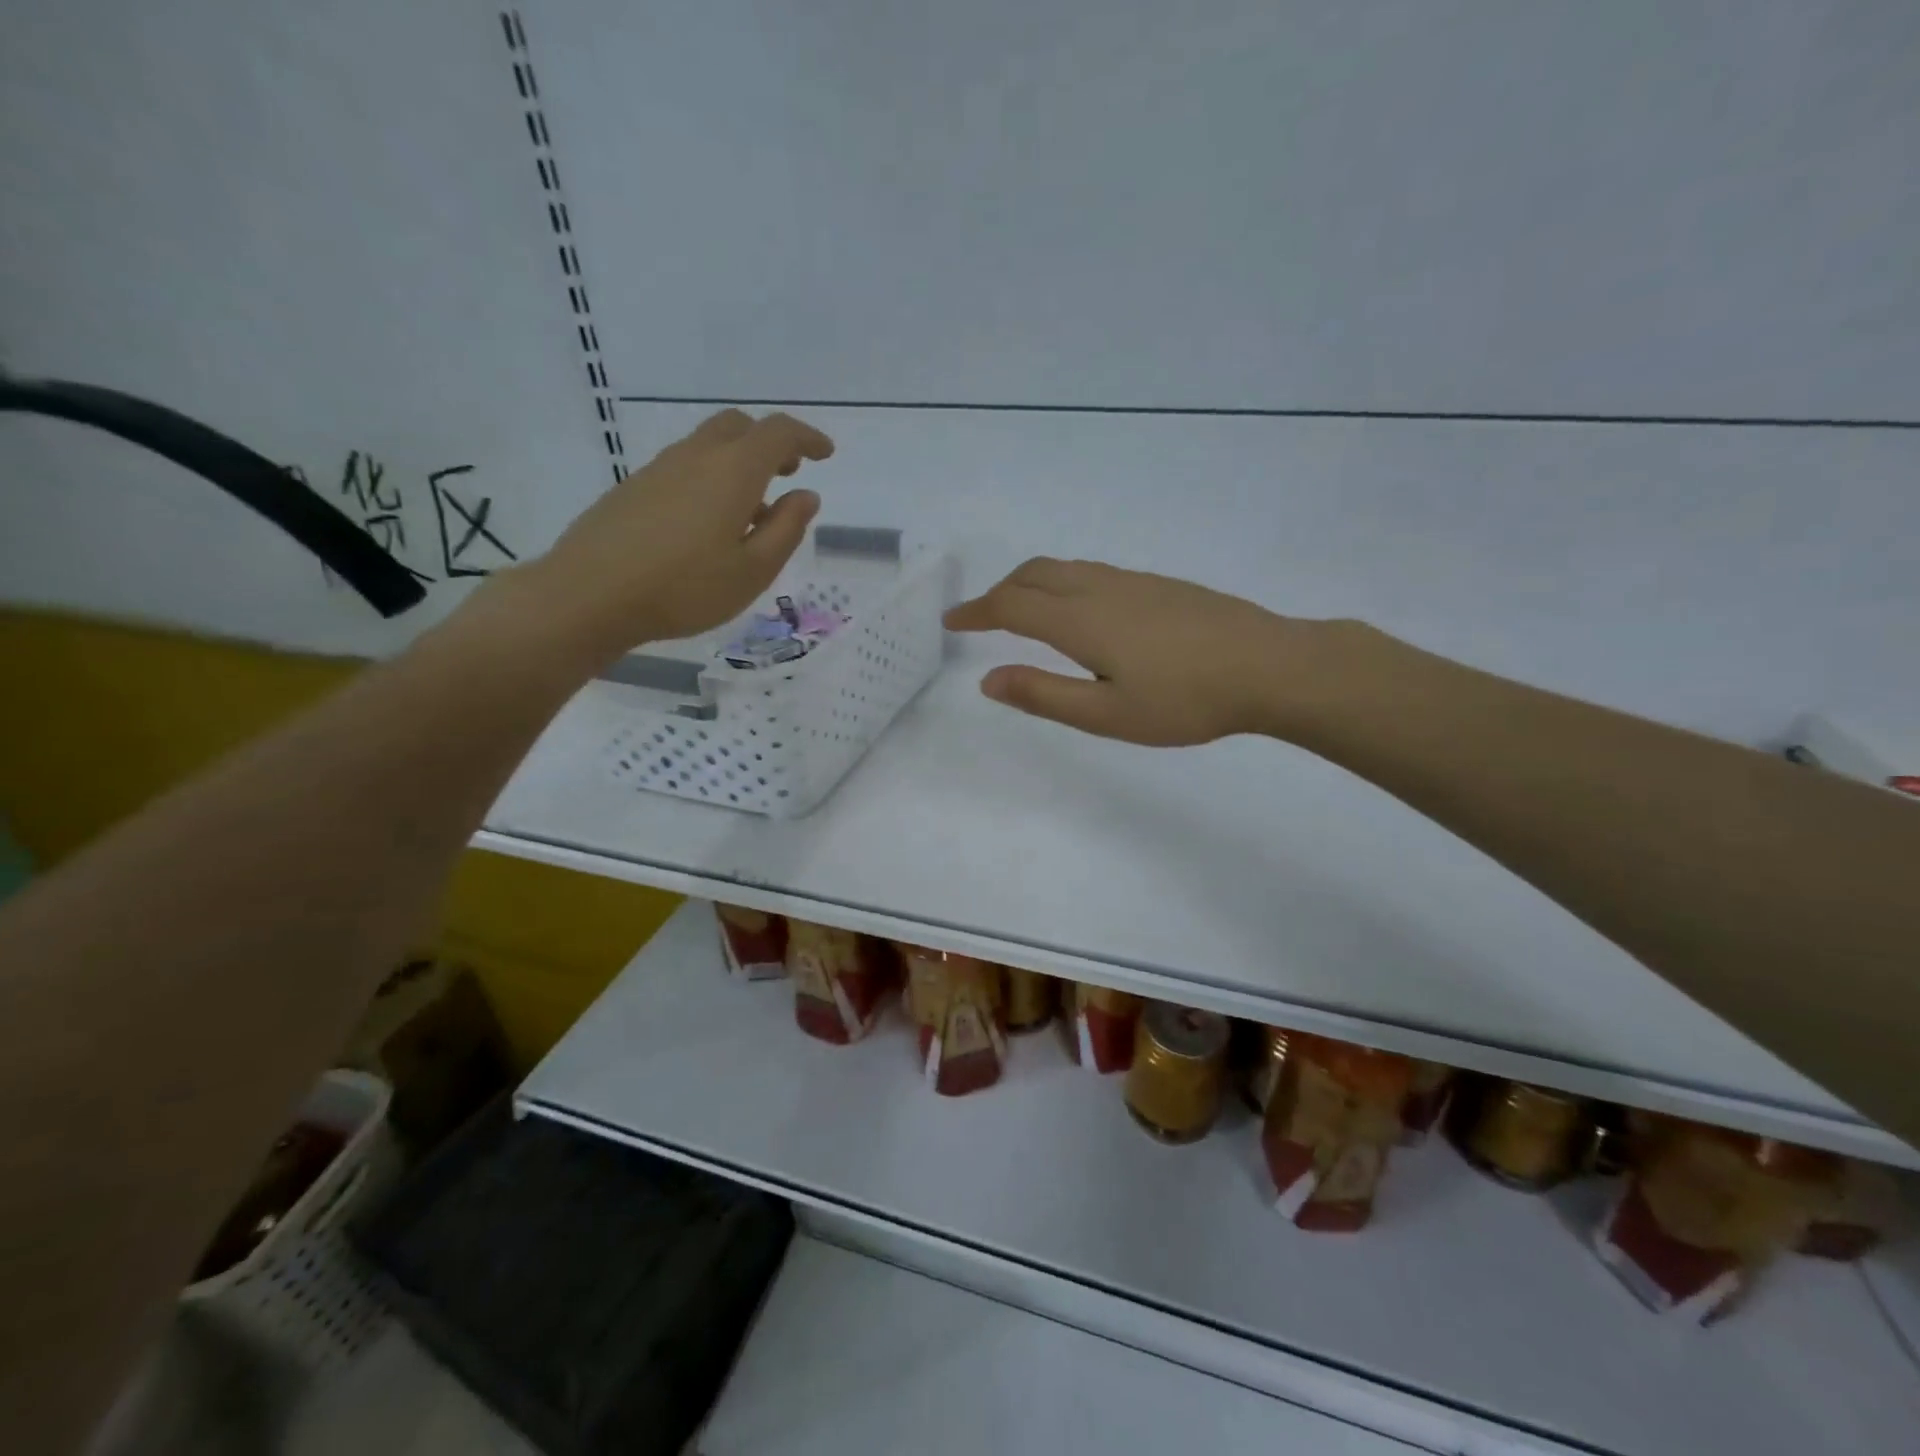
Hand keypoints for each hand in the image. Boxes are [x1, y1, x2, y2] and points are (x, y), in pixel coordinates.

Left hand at [506, 410, 832, 664]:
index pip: (778, 434)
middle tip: (788, 472)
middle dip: (770, 442)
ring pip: (709, 445)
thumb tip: (806, 495)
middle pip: (739, 427)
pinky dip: (711, 478)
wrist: (590, 594)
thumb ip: (786, 529)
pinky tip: (710, 524)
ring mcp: (659, 469)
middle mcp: (696, 457)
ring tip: (753, 509)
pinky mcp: (634, 488)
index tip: (826, 455)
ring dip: (739, 462)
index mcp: (733, 471)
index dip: (807, 438)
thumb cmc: (685, 589)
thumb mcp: (753, 570)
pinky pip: (685, 466)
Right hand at [944, 558, 1341, 745]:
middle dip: (1000, 592)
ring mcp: (1133, 582)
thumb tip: (988, 679)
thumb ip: (1043, 695)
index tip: (951, 621)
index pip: (1011, 606)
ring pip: (1065, 568)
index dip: (976, 612)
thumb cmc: (1185, 700)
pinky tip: (1080, 610)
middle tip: (982, 618)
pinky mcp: (1160, 585)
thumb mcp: (1106, 715)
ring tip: (1022, 610)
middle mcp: (1100, 589)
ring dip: (1030, 583)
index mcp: (1080, 621)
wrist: (1270, 666)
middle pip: (1034, 574)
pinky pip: (1092, 572)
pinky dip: (1063, 582)